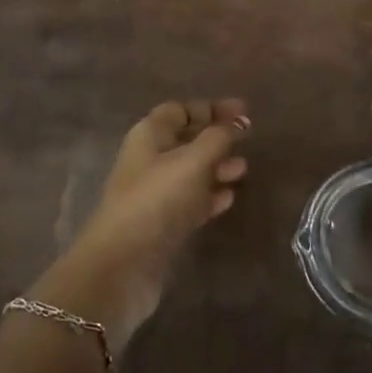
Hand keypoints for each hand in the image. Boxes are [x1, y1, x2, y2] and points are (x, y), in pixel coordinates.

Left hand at [30, 99, 248, 351]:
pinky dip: (210, 196)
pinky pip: (191, 201)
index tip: (242, 111)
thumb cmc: (157, 199)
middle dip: (216, 137)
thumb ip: (218, 138)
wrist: (123, 264)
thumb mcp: (192, 161)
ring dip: (217, 167)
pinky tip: (229, 198)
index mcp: (149, 135)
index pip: (180, 110)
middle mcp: (149, 160)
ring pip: (191, 171)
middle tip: (248, 139)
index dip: (210, 108)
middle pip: (186, 139)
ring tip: (243, 170)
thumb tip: (236, 124)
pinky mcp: (163, 223)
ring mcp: (155, 193)